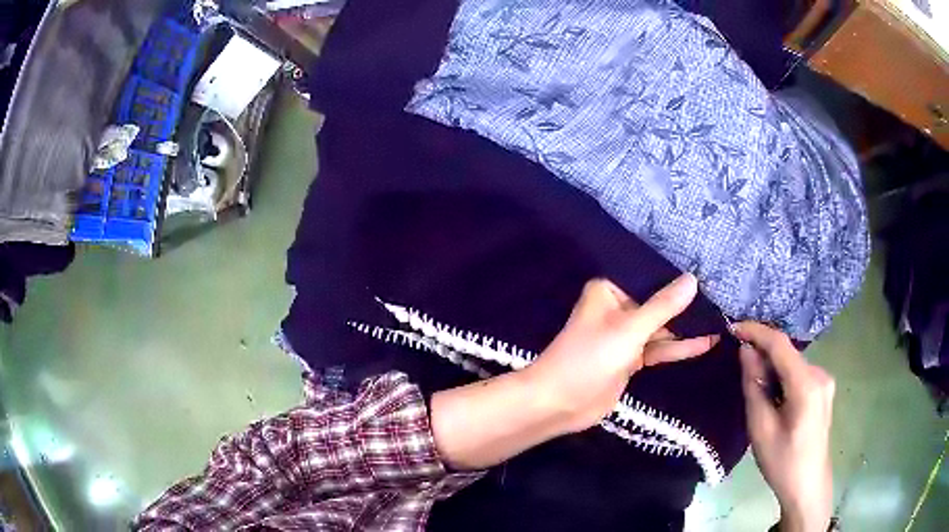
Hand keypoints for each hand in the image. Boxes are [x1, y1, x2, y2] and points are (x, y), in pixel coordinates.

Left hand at [524, 274, 718, 432]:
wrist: (559, 404)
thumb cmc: (590, 359)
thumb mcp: (630, 329)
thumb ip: (663, 306)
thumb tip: (692, 279)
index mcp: (609, 292)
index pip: (649, 278)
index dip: (677, 278)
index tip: (709, 272)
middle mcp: (618, 309)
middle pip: (658, 303)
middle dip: (687, 304)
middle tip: (722, 298)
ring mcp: (625, 336)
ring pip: (662, 328)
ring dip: (687, 327)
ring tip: (722, 319)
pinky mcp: (631, 359)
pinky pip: (659, 348)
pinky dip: (680, 347)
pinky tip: (707, 342)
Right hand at [734, 322, 834, 531]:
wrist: (807, 485)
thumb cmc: (782, 462)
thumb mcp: (760, 429)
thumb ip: (754, 386)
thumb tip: (746, 351)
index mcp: (807, 384)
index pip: (780, 344)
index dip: (756, 331)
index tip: (732, 327)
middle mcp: (820, 374)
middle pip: (787, 353)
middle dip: (763, 354)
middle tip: (739, 369)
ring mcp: (825, 381)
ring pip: (792, 363)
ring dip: (772, 368)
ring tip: (755, 389)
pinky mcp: (823, 389)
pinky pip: (798, 373)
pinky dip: (782, 377)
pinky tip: (773, 397)